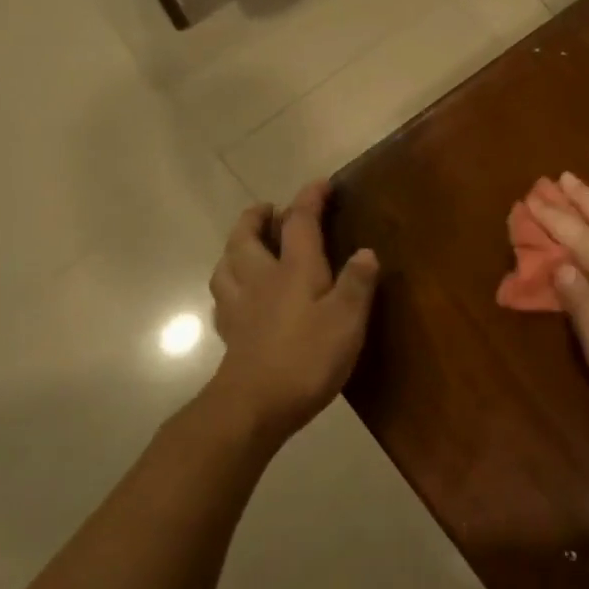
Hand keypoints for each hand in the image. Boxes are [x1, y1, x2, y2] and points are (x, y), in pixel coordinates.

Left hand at [207, 181, 379, 443]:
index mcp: (294, 269)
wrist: (254, 404)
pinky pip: (222, 296)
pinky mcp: (230, 332)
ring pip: (226, 263)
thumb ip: (357, 283)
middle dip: (256, 216)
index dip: (309, 199)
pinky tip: (236, 293)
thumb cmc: (308, 358)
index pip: (299, 222)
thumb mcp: (347, 320)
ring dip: (235, 246)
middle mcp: (260, 278)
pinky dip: (228, 283)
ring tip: (247, 245)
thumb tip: (365, 251)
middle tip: (268, 209)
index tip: (321, 184)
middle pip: (246, 236)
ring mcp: (239, 305)